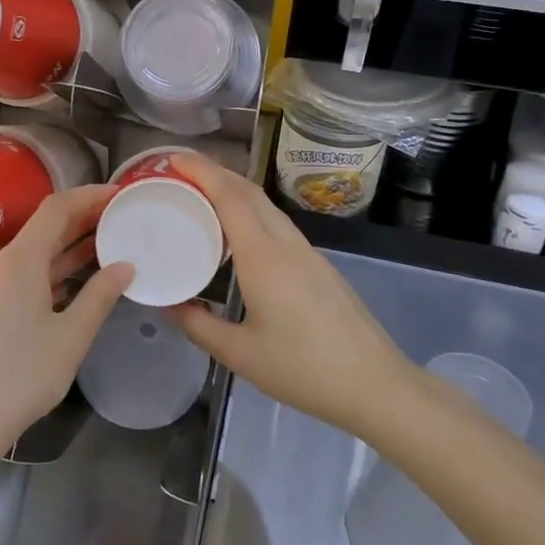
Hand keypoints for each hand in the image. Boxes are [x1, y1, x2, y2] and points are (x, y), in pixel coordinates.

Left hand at [0, 184, 133, 465]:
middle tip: (120, 219)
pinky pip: (20, 276)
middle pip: (42, 230)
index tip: (118, 195)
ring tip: (107, 246)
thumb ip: (100, 296)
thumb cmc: (22, 377)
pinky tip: (74, 281)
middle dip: (81, 222)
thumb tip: (125, 266)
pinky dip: (49, 273)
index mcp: (18, 261)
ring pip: (32, 255)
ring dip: (66, 250)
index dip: (88, 197)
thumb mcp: (71, 336)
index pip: (56, 209)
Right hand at [166, 155, 415, 434]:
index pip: (230, 197)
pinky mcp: (320, 267)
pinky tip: (237, 238)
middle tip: (179, 174)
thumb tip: (168, 305)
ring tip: (201, 200)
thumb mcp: (240, 354)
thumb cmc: (303, 369)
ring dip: (234, 193)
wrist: (375, 385)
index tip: (173, 159)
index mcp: (264, 257)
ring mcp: (308, 254)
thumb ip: (199, 325)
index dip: (201, 171)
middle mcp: (287, 244)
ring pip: (267, 207)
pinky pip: (279, 226)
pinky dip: (251, 215)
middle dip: (215, 173)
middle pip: (250, 192)